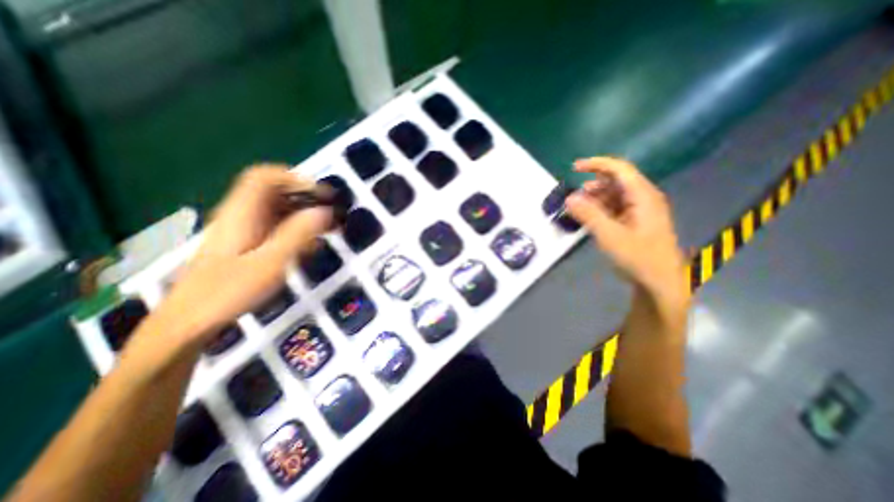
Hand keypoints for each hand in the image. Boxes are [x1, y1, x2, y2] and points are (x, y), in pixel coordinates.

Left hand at [149, 167, 331, 347]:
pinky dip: (296, 230)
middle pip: (274, 192)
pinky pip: (275, 227)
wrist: (188, 322)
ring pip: (277, 210)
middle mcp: (241, 215)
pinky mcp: (246, 244)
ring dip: (304, 214)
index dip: (295, 179)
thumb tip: (325, 211)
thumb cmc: (229, 291)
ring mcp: (243, 230)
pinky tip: (310, 247)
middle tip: (331, 213)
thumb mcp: (271, 262)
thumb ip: (299, 234)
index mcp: (242, 213)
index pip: (265, 177)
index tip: (322, 194)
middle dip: (306, 198)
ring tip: (327, 229)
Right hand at [568, 157, 684, 306]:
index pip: (620, 169)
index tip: (574, 168)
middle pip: (617, 180)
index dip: (596, 164)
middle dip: (593, 184)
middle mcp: (644, 198)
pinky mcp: (637, 221)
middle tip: (575, 196)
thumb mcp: (609, 236)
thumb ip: (588, 215)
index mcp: (643, 196)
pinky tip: (591, 218)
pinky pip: (616, 207)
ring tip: (579, 208)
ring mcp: (641, 210)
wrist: (659, 282)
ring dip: (596, 197)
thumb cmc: (638, 257)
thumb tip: (569, 198)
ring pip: (615, 194)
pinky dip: (601, 209)